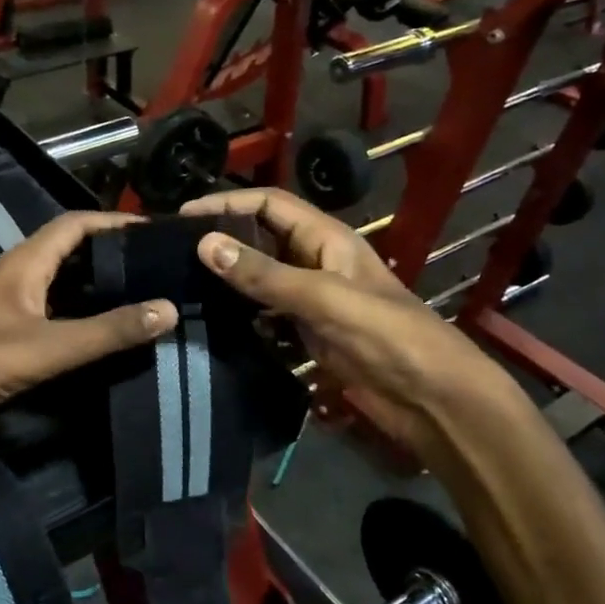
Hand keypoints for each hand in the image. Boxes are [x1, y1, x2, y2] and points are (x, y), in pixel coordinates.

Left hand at [0, 210, 177, 446]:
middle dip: (114, 253)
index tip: (157, 232)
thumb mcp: (49, 346)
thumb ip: (108, 331)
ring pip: (66, 284)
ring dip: (102, 286)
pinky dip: (86, 316)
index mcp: (25, 262)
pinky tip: (112, 332)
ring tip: (148, 295)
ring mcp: (15, 306)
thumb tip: (168, 309)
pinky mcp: (12, 335)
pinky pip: (59, 314)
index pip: (75, 224)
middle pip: (73, 251)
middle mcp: (20, 276)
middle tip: (161, 266)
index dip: (115, 222)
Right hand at [179, 189, 507, 425]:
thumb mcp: (325, 299)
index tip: (182, 217)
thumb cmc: (389, 337)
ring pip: (260, 279)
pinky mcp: (307, 335)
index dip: (228, 203)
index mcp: (327, 239)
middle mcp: (315, 262)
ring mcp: (311, 301)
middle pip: (261, 238)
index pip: (270, 204)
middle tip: (171, 252)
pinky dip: (240, 316)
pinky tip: (211, 323)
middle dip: (222, 239)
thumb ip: (266, 275)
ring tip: (180, 285)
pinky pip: (265, 315)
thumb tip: (204, 244)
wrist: (432, 400)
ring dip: (227, 279)